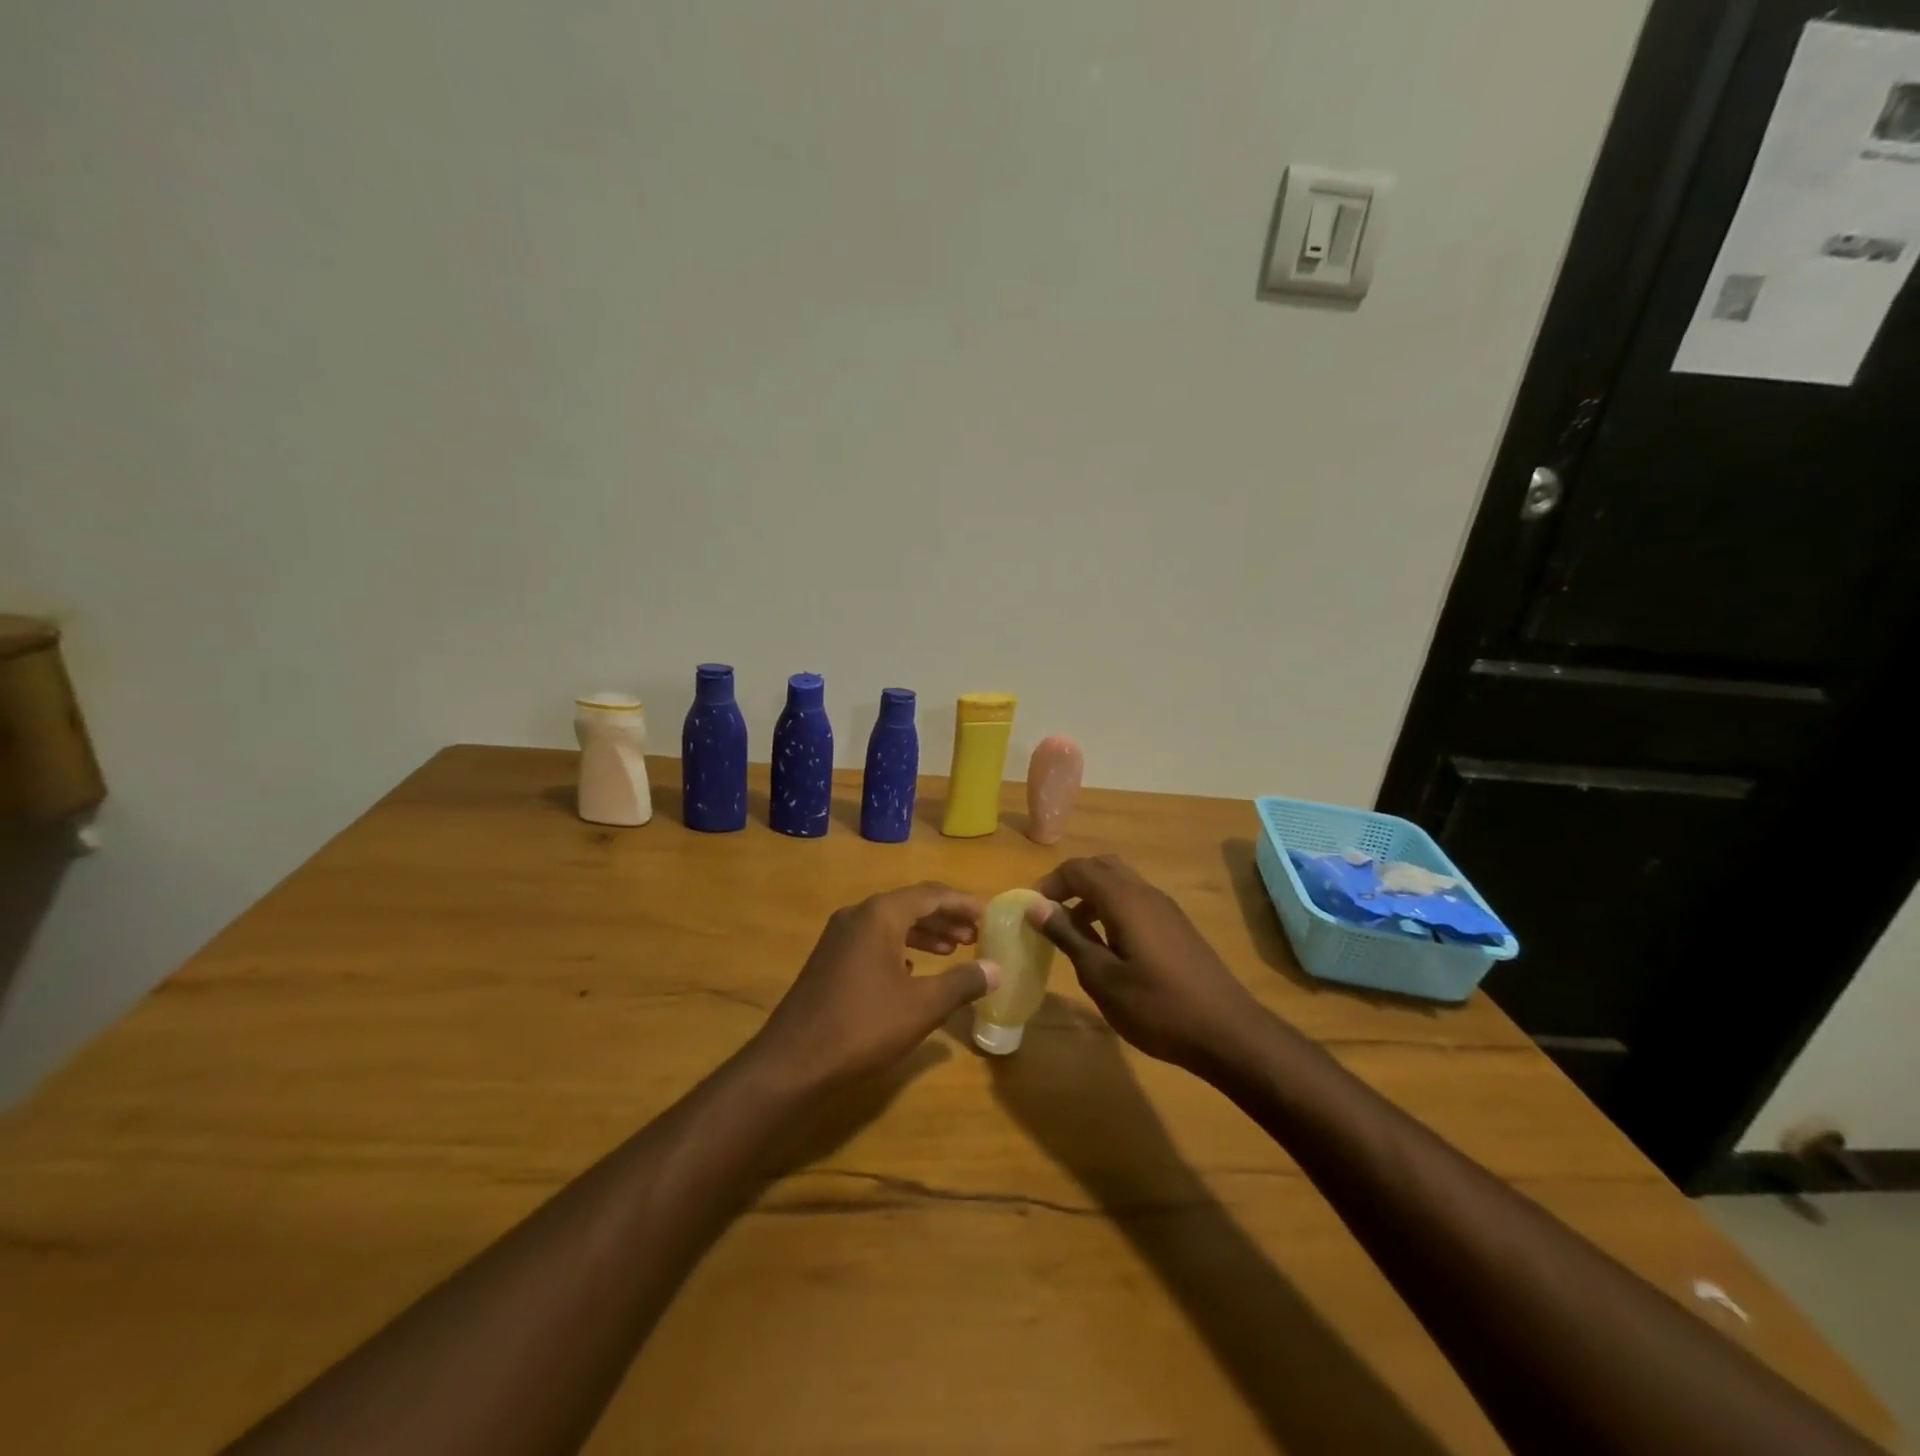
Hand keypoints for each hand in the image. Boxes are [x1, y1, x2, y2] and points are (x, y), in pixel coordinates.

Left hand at [754, 883, 999, 1090]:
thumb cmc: (863, 1026)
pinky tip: (914, 968)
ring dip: (924, 932)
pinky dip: (900, 947)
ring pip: (891, 923)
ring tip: (954, 948)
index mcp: (881, 915)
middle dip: (946, 917)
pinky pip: (874, 939)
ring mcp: (839, 936)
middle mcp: (858, 914)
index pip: (932, 895)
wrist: (792, 1062)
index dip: (964, 903)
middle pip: (911, 904)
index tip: (991, 915)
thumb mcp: (922, 1006)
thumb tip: (996, 968)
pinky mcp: (829, 958)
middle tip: (976, 934)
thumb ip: (962, 983)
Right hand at [1029, 855, 1263, 1073]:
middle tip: (1050, 913)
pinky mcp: (1177, 927)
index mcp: (1125, 900)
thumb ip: (1069, 937)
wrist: (1228, 1033)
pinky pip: (1136, 901)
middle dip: (1071, 882)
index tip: (1031, 910)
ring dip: (1092, 896)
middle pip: (1101, 867)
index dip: (1050, 883)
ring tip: (1073, 932)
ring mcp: (1166, 909)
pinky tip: (1108, 946)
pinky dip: (1112, 909)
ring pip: (1121, 883)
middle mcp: (1146, 893)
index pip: (1079, 869)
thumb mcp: (1102, 978)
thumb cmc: (1157, 1008)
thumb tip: (1036, 906)